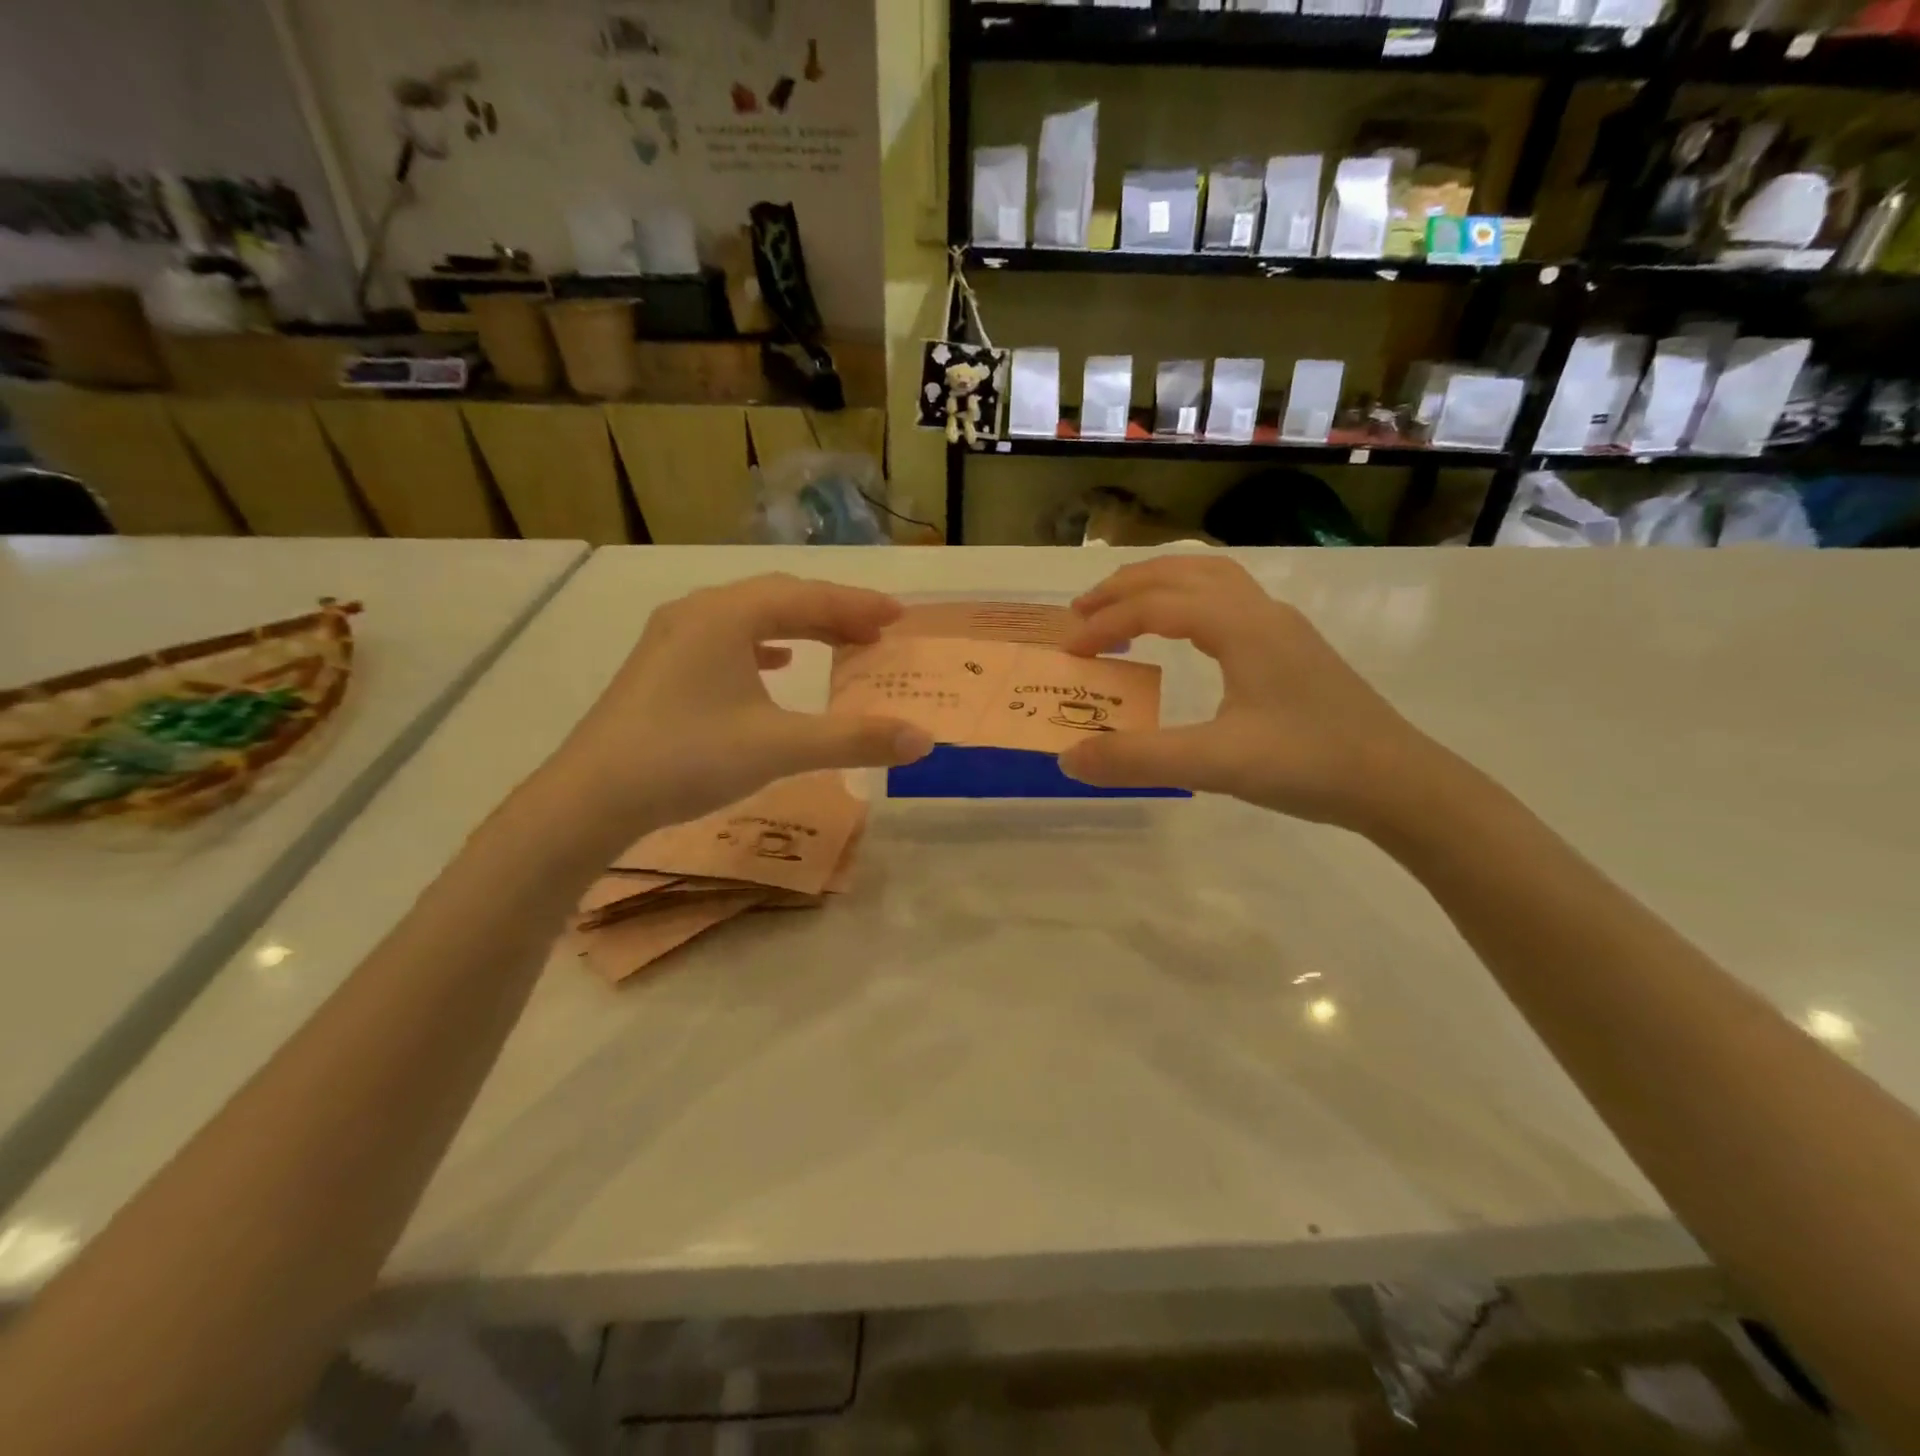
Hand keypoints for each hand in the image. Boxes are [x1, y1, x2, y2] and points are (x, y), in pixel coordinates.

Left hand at [549, 574, 933, 831]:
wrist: (591, 797)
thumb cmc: (688, 757)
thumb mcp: (780, 747)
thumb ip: (854, 740)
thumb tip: (923, 741)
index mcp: (727, 615)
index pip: (807, 597)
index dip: (857, 605)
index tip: (897, 617)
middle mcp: (698, 612)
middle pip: (778, 599)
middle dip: (831, 613)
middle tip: (875, 632)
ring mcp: (672, 638)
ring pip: (749, 618)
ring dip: (798, 627)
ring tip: (836, 644)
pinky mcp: (660, 667)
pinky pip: (724, 640)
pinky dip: (760, 646)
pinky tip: (774, 666)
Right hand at [1058, 557, 1441, 831]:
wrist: (1398, 783)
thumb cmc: (1309, 764)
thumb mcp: (1216, 764)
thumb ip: (1138, 759)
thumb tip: (1069, 758)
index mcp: (1241, 626)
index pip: (1155, 605)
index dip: (1105, 623)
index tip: (1069, 652)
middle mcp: (1260, 611)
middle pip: (1181, 572)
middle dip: (1125, 586)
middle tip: (1081, 613)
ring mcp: (1282, 627)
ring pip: (1210, 578)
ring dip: (1159, 585)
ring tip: (1124, 610)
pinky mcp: (1293, 648)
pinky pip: (1229, 600)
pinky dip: (1188, 600)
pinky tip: (1185, 635)